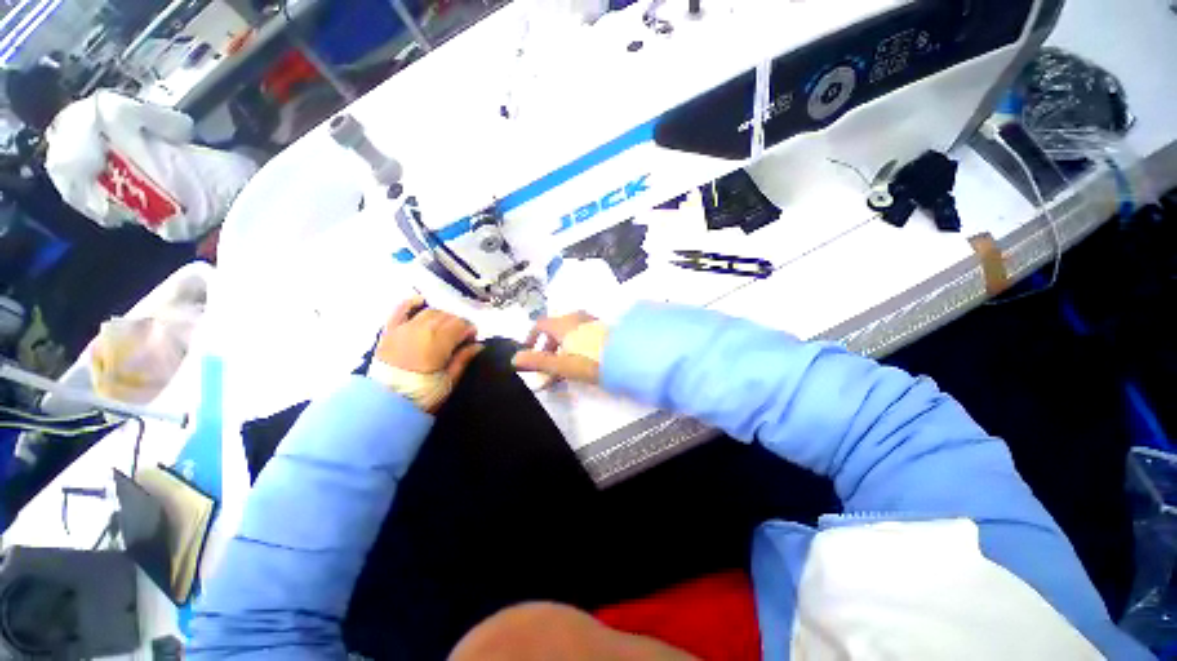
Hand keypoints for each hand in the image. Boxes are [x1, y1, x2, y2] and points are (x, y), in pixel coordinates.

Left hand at [374, 297, 481, 408]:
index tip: (472, 339)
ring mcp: (403, 329)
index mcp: (438, 344)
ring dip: (442, 315)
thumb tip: (478, 345)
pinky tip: (421, 301)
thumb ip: (463, 359)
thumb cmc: (422, 395)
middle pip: (447, 317)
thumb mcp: (448, 381)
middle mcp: (421, 330)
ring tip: (445, 327)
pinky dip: (411, 303)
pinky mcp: (389, 331)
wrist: (385, 404)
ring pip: (429, 312)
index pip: (460, 326)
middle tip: (461, 336)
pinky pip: (400, 309)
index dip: (469, 330)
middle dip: (458, 323)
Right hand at [512, 312, 602, 384]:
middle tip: (547, 365)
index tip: (528, 351)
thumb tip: (514, 358)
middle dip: (547, 346)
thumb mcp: (561, 364)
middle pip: (555, 328)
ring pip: (569, 332)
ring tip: (564, 366)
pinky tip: (582, 359)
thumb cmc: (591, 360)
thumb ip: (538, 361)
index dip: (531, 337)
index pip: (540, 324)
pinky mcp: (603, 329)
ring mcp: (591, 321)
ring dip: (562, 347)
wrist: (628, 357)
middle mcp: (576, 317)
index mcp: (563, 323)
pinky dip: (575, 345)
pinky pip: (582, 334)